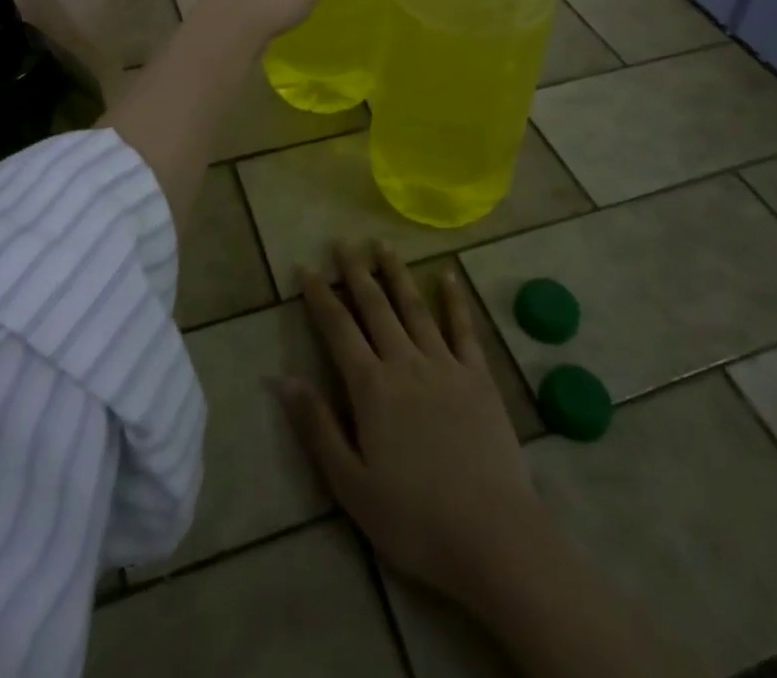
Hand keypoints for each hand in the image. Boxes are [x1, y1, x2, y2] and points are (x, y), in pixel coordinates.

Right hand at [280, 241, 550, 606]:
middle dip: (356, 272)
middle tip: (343, 241)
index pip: (339, 328)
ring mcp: (445, 365)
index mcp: (372, 387)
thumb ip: (318, 428)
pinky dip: (453, 299)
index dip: (320, 296)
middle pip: (376, 307)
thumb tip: (283, 379)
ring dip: (397, 273)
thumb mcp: (351, 486)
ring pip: (415, 307)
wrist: (493, 536)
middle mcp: (406, 363)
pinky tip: (447, 275)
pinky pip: (463, 328)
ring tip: (383, 244)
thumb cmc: (415, 519)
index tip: (306, 267)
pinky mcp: (478, 377)